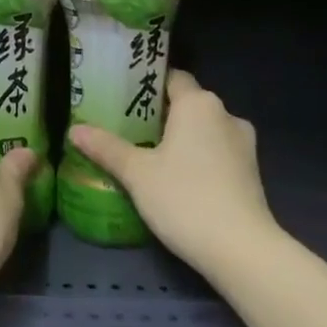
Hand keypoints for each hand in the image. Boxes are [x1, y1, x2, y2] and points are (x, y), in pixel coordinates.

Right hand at [67, 70, 276, 279]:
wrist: (241, 248)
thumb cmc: (184, 198)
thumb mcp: (136, 173)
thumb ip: (106, 147)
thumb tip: (74, 129)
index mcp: (198, 103)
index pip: (172, 77)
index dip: (148, 85)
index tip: (124, 98)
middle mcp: (225, 114)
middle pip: (188, 103)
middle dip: (161, 114)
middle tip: (128, 129)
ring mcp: (243, 143)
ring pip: (205, 129)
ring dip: (183, 137)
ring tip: (151, 156)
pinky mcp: (252, 171)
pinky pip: (218, 151)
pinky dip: (199, 157)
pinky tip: (180, 179)